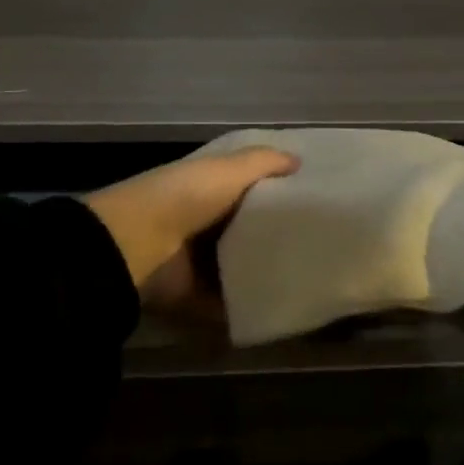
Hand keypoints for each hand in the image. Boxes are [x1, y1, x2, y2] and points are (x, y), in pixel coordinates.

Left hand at [84, 147, 298, 313]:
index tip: (315, 198)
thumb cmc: (184, 197)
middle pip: (250, 230)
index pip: (249, 190)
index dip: (278, 192)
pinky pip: (234, 302)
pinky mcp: (200, 297)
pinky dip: (253, 304)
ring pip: (244, 267)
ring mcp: (201, 263)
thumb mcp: (225, 169)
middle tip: (324, 242)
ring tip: (317, 275)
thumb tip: (298, 160)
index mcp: (208, 190)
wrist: (139, 245)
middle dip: (279, 236)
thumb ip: (261, 163)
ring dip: (270, 271)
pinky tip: (289, 303)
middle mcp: (205, 225)